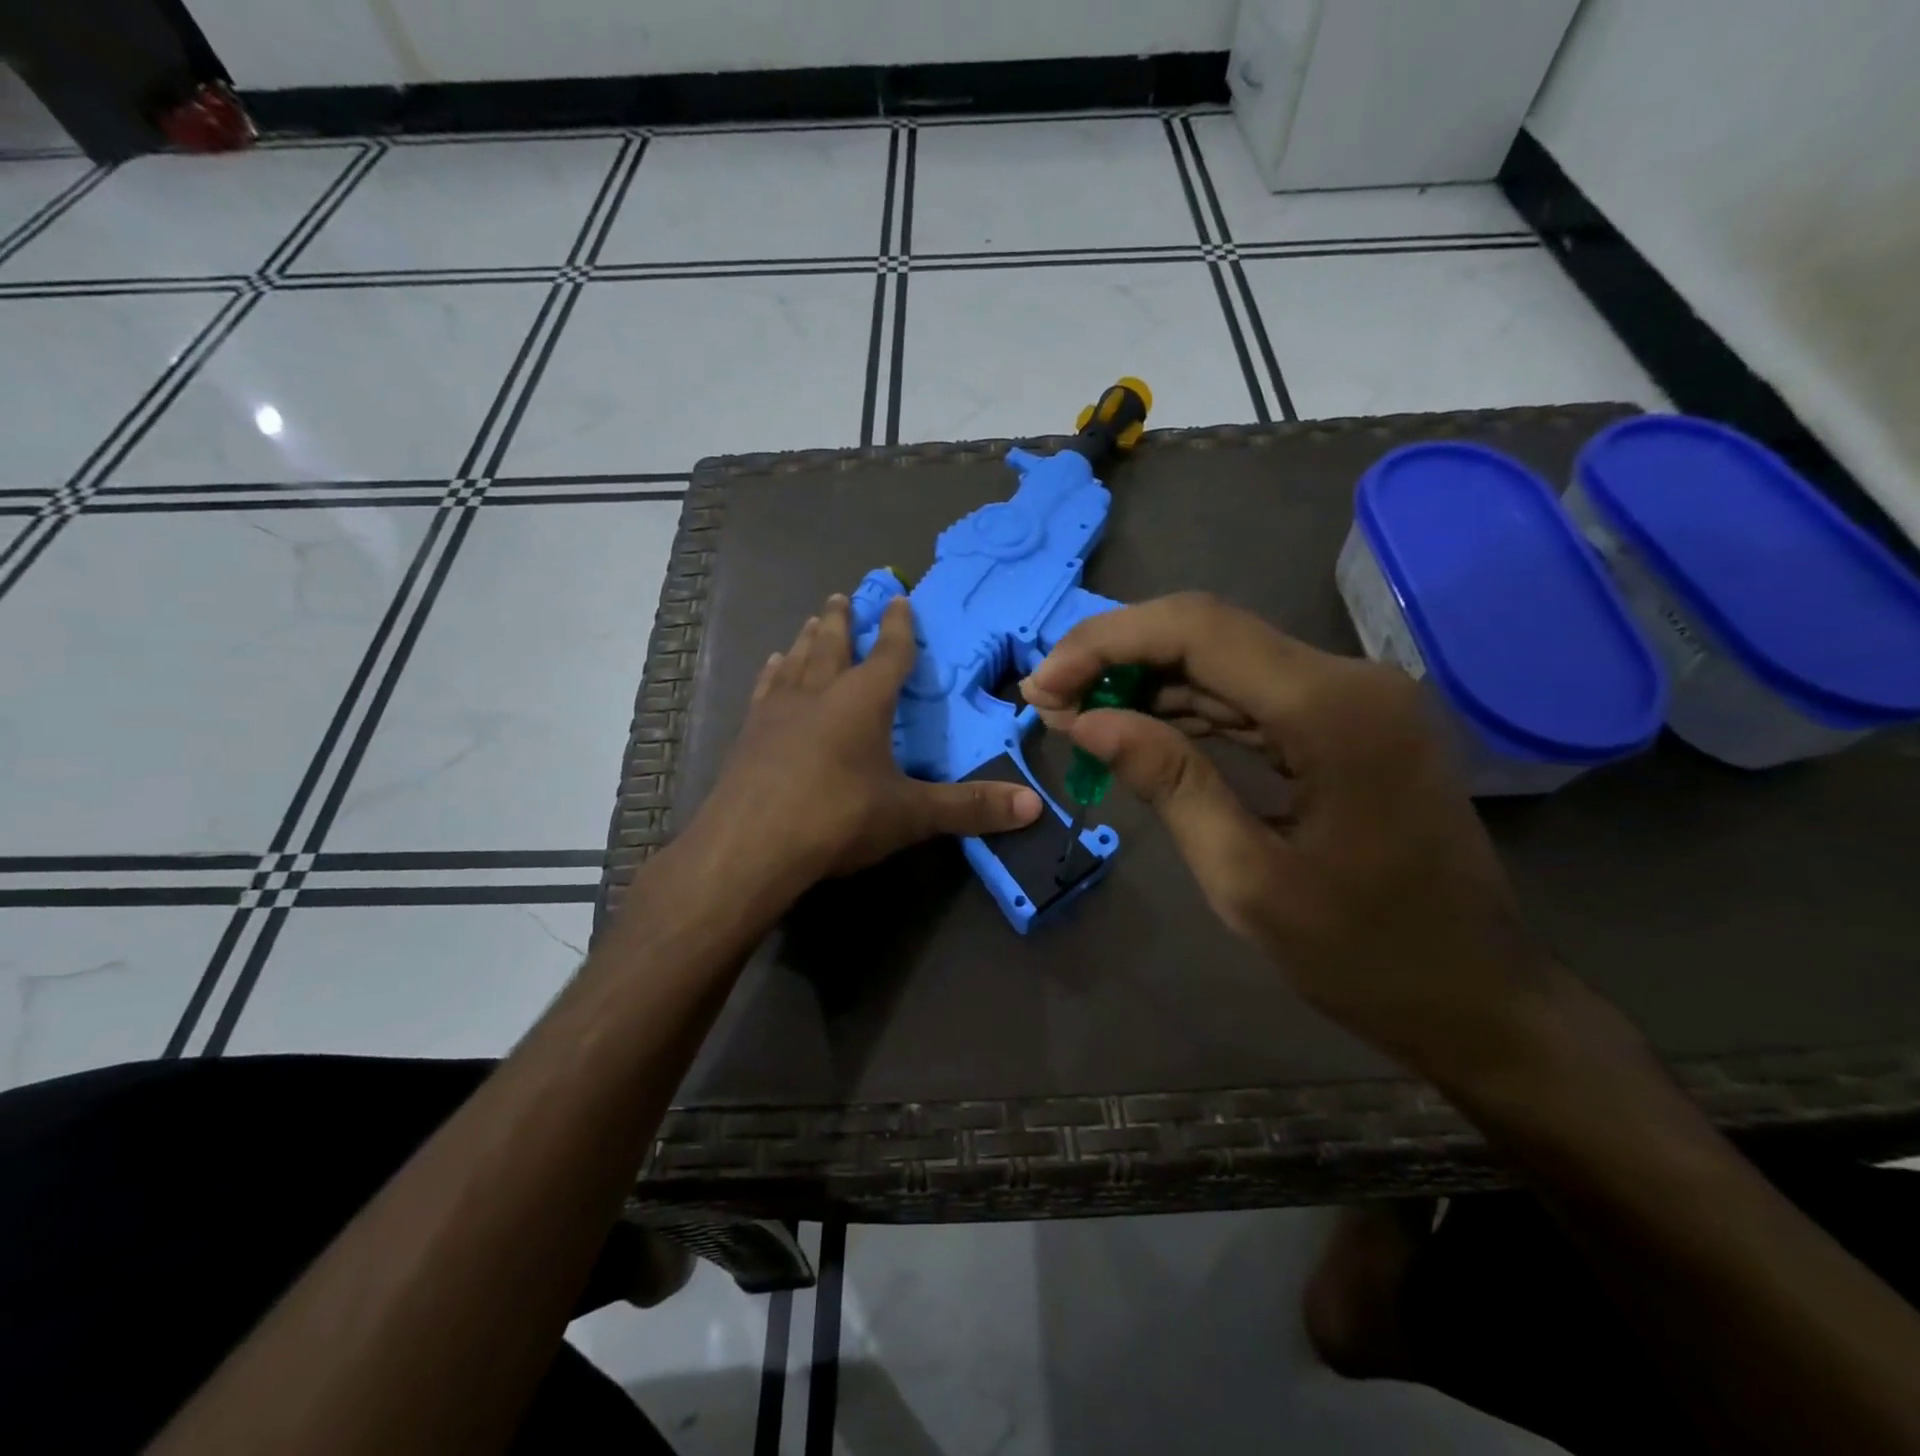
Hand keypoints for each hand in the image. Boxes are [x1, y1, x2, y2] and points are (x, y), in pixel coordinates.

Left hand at [692, 594, 1041, 891]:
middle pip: (834, 644)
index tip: (898, 599)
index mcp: (863, 701)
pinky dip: (774, 671)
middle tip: (843, 595)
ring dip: (809, 638)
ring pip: (797, 659)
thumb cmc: (836, 819)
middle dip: (843, 620)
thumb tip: (1033, 807)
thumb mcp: (909, 815)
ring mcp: (778, 710)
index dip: (898, 627)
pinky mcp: (748, 733)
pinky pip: (766, 688)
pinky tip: (773, 665)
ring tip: (813, 621)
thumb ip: (969, 808)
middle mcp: (819, 692)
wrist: (749, 846)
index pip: (889, 653)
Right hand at [1022, 593, 1557, 1085]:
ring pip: (1226, 659)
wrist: (1480, 998)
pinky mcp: (1349, 723)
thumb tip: (1087, 719)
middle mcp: (1350, 680)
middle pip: (1209, 632)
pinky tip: (1141, 728)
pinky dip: (1190, 706)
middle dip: (1118, 656)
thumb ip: (1168, 783)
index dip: (1105, 645)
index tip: (1042, 686)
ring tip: (1079, 713)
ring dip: (1147, 681)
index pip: (1197, 631)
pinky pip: (1253, 694)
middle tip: (1049, 699)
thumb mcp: (1246, 878)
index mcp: (1333, 710)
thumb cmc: (1366, 955)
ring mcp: (1354, 698)